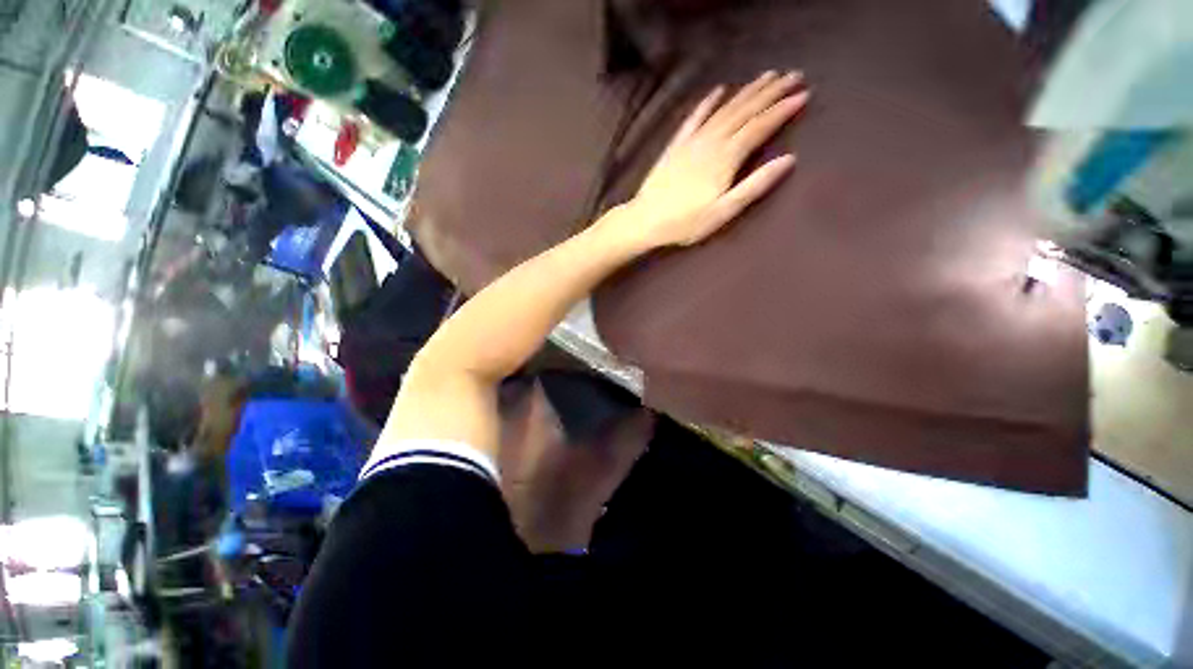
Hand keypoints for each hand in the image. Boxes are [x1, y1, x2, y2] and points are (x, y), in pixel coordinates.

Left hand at [620, 70, 807, 248]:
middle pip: (745, 111)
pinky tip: (718, 90)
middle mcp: (712, 141)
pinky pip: (694, 117)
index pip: (760, 127)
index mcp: (726, 158)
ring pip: (724, 109)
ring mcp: (692, 141)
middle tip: (794, 74)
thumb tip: (788, 160)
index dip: (782, 109)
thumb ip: (755, 185)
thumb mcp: (724, 211)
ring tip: (767, 76)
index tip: (804, 94)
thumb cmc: (685, 222)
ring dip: (747, 91)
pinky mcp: (676, 145)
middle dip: (771, 92)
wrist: (645, 220)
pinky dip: (708, 102)